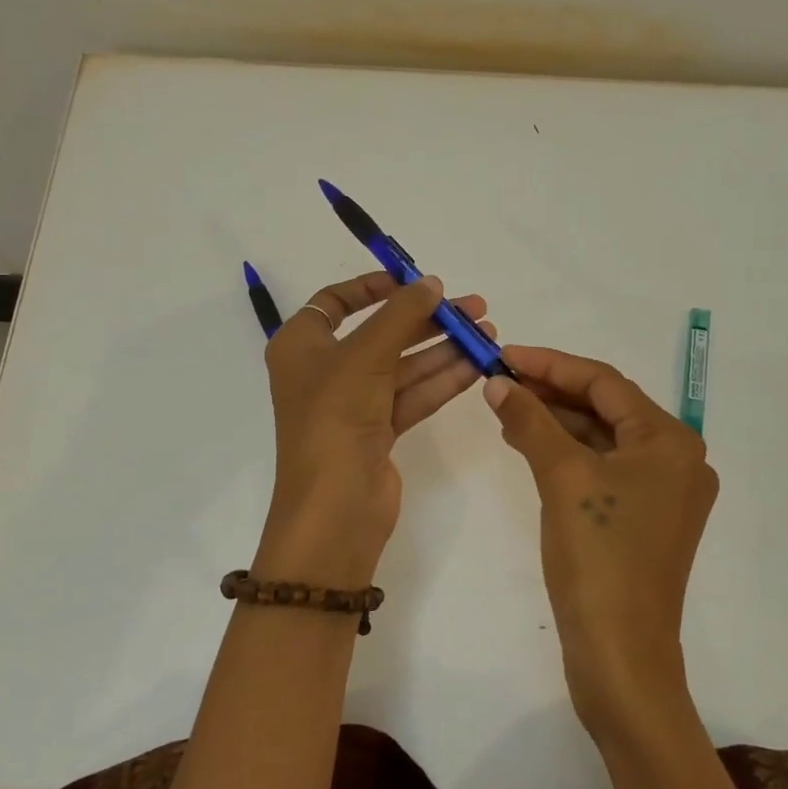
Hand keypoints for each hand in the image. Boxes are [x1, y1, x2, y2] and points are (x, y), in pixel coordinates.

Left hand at [253, 272, 494, 590]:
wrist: (335, 507)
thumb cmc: (335, 417)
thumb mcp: (365, 355)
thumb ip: (401, 314)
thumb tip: (431, 283)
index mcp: (301, 346)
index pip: (334, 303)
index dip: (372, 287)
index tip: (412, 281)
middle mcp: (324, 371)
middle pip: (380, 333)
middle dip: (426, 319)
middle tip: (472, 307)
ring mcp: (352, 404)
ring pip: (402, 366)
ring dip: (443, 349)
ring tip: (486, 332)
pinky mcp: (377, 432)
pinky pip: (412, 395)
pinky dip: (441, 380)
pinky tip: (476, 366)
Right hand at [483, 345, 717, 737]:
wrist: (621, 656)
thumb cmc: (599, 557)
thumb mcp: (562, 478)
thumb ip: (531, 421)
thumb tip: (498, 383)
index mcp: (670, 441)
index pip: (605, 382)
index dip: (551, 364)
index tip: (506, 355)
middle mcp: (676, 461)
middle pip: (606, 409)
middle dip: (552, 393)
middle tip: (500, 381)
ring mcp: (662, 494)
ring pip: (602, 440)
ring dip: (556, 423)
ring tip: (505, 409)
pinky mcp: (643, 521)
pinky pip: (602, 470)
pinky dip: (567, 455)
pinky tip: (529, 445)